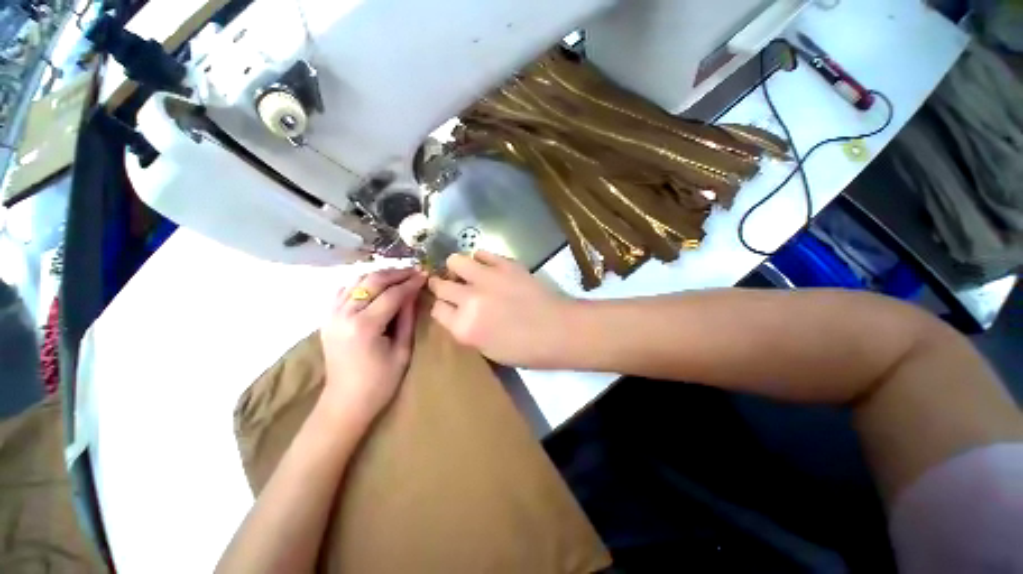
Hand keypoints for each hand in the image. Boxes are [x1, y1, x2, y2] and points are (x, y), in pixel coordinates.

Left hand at [319, 268, 425, 424]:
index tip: (425, 275)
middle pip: (372, 281)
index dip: (411, 283)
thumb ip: (407, 318)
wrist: (345, 402)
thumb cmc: (380, 382)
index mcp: (365, 326)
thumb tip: (413, 293)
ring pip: (357, 281)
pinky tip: (374, 286)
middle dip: (396, 273)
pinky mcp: (327, 319)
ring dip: (380, 275)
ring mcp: (331, 315)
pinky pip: (343, 291)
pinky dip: (360, 283)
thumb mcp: (402, 350)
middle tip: (414, 271)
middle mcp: (344, 315)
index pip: (392, 294)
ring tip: (399, 276)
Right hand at [428, 251, 575, 368]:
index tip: (449, 306)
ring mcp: (487, 278)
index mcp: (464, 327)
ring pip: (455, 261)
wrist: (559, 330)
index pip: (437, 309)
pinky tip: (487, 267)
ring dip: (457, 268)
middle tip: (454, 287)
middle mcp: (470, 299)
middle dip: (443, 286)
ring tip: (468, 273)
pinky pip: (481, 253)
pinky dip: (481, 259)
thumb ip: (467, 329)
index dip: (442, 307)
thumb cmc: (525, 349)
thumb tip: (459, 311)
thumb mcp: (487, 349)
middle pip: (441, 285)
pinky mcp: (505, 264)